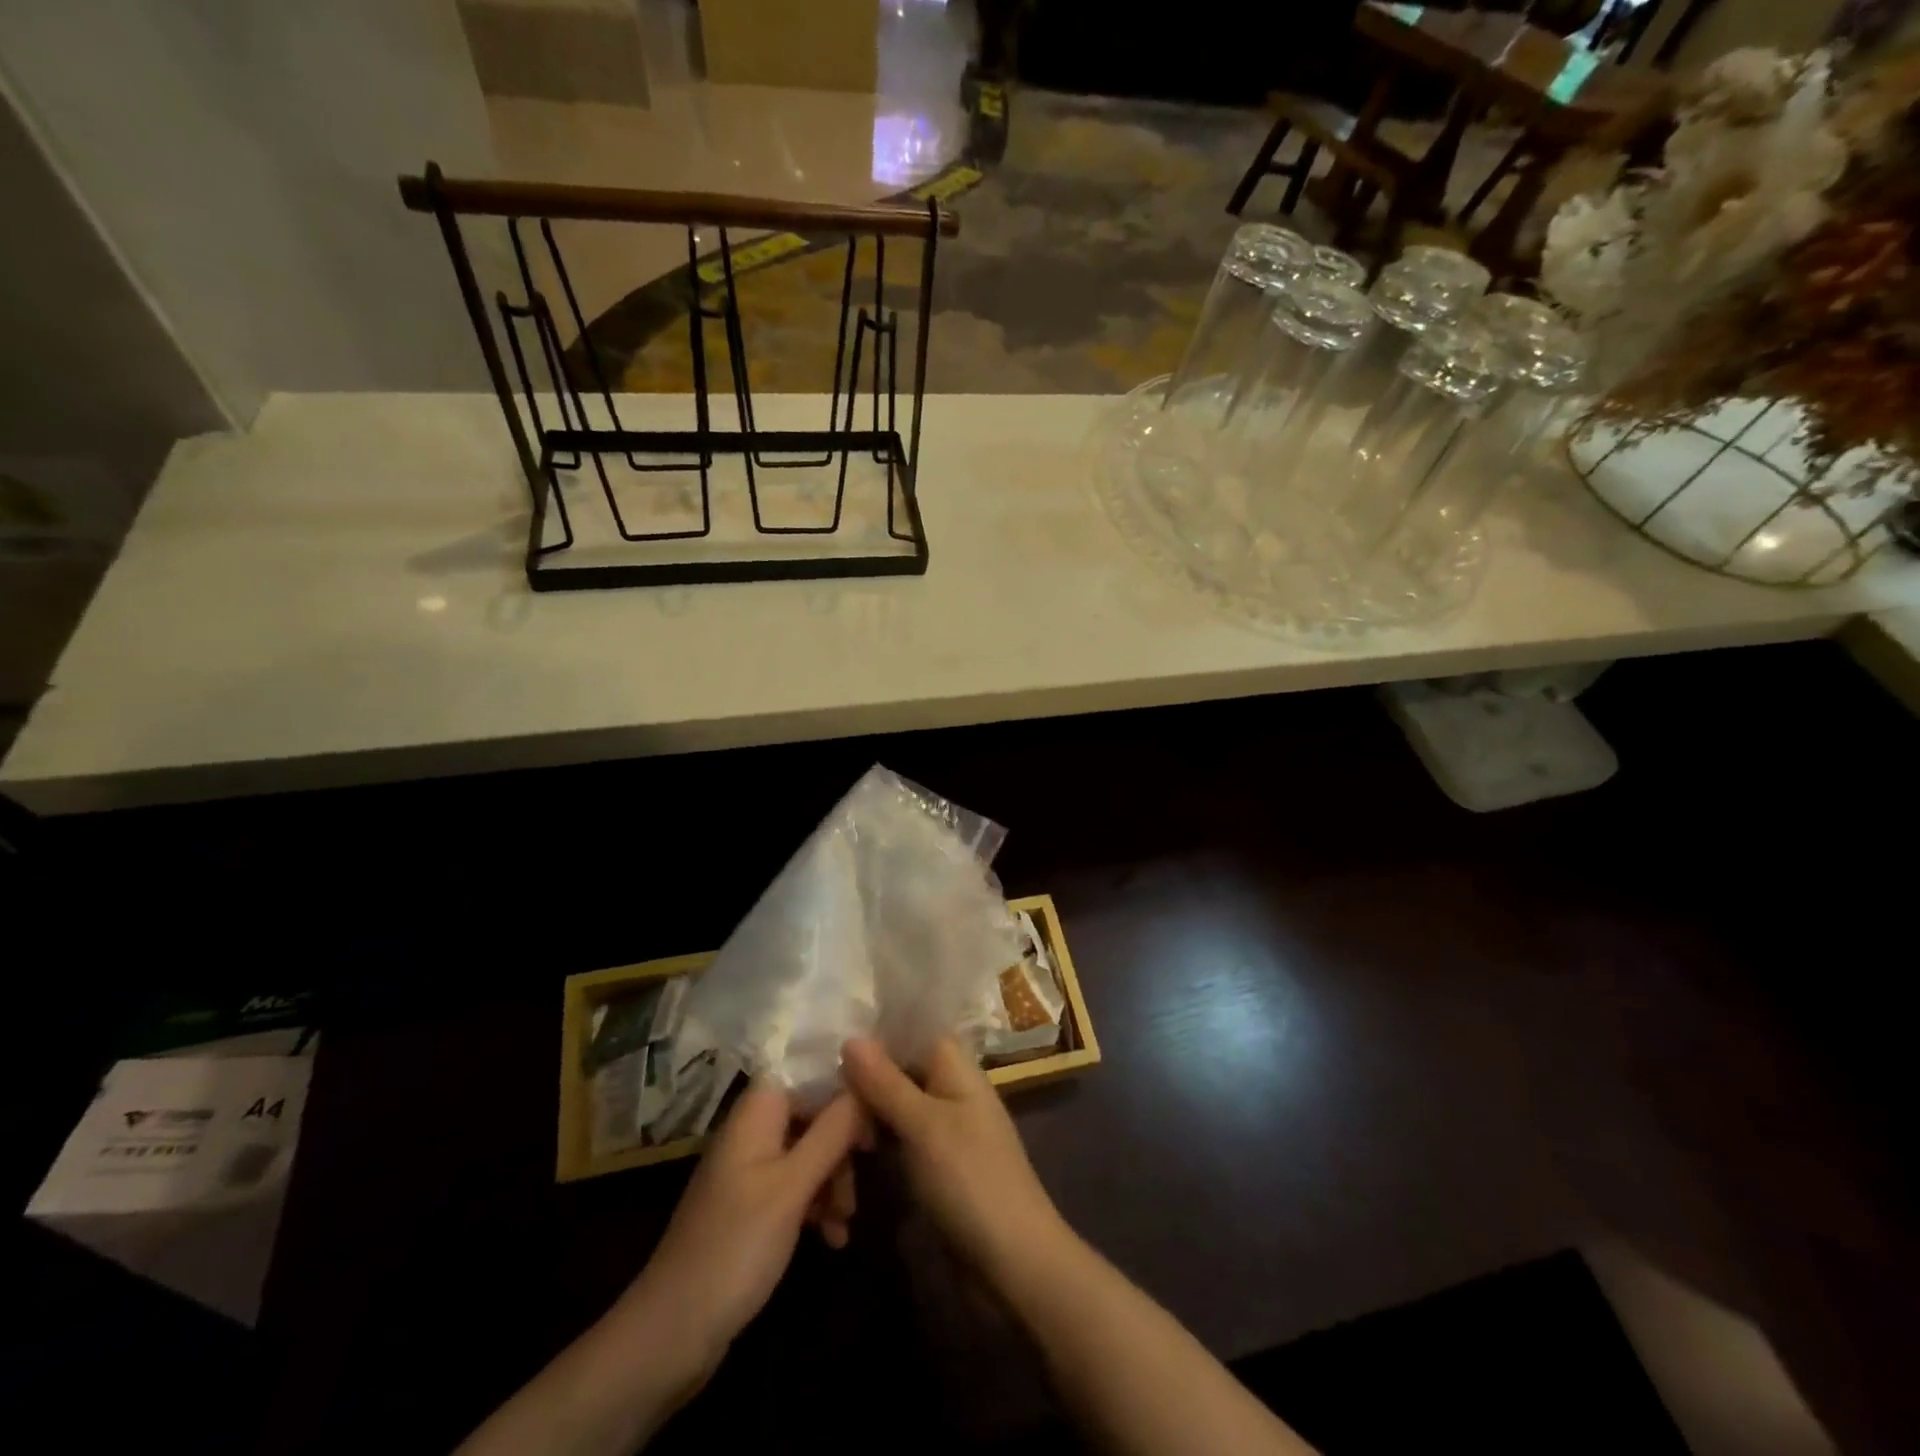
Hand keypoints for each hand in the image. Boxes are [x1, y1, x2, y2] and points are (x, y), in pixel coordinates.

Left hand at [615, 1086, 866, 1385]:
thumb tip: (865, 1082)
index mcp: (756, 1113)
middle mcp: (753, 1131)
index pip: (807, 1071)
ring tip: (846, 1221)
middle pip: (812, 1113)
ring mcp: (750, 1170)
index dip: (844, 1086)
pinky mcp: (751, 1207)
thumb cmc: (736, 1247)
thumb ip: (832, 1131)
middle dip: (842, 1143)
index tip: (878, 1111)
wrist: (671, 1334)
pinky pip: (795, 1187)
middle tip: (864, 1176)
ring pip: (808, 1152)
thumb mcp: (792, 1187)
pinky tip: (833, 1237)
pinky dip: (817, 1205)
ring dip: (833, 1180)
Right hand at [841, 1037, 1070, 1281]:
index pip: (911, 1030)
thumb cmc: (971, 1181)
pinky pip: (900, 1139)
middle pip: (899, 1068)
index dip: (874, 1035)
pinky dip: (877, 1143)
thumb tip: (851, 1037)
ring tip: (829, 1133)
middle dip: (862, 1081)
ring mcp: (945, 1128)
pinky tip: (848, 1158)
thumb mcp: (924, 1127)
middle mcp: (951, 1089)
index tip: (829, 1045)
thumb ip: (887, 1081)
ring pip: (895, 1106)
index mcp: (956, 1067)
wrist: (1015, 1264)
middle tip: (818, 1100)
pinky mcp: (937, 1165)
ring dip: (865, 1117)